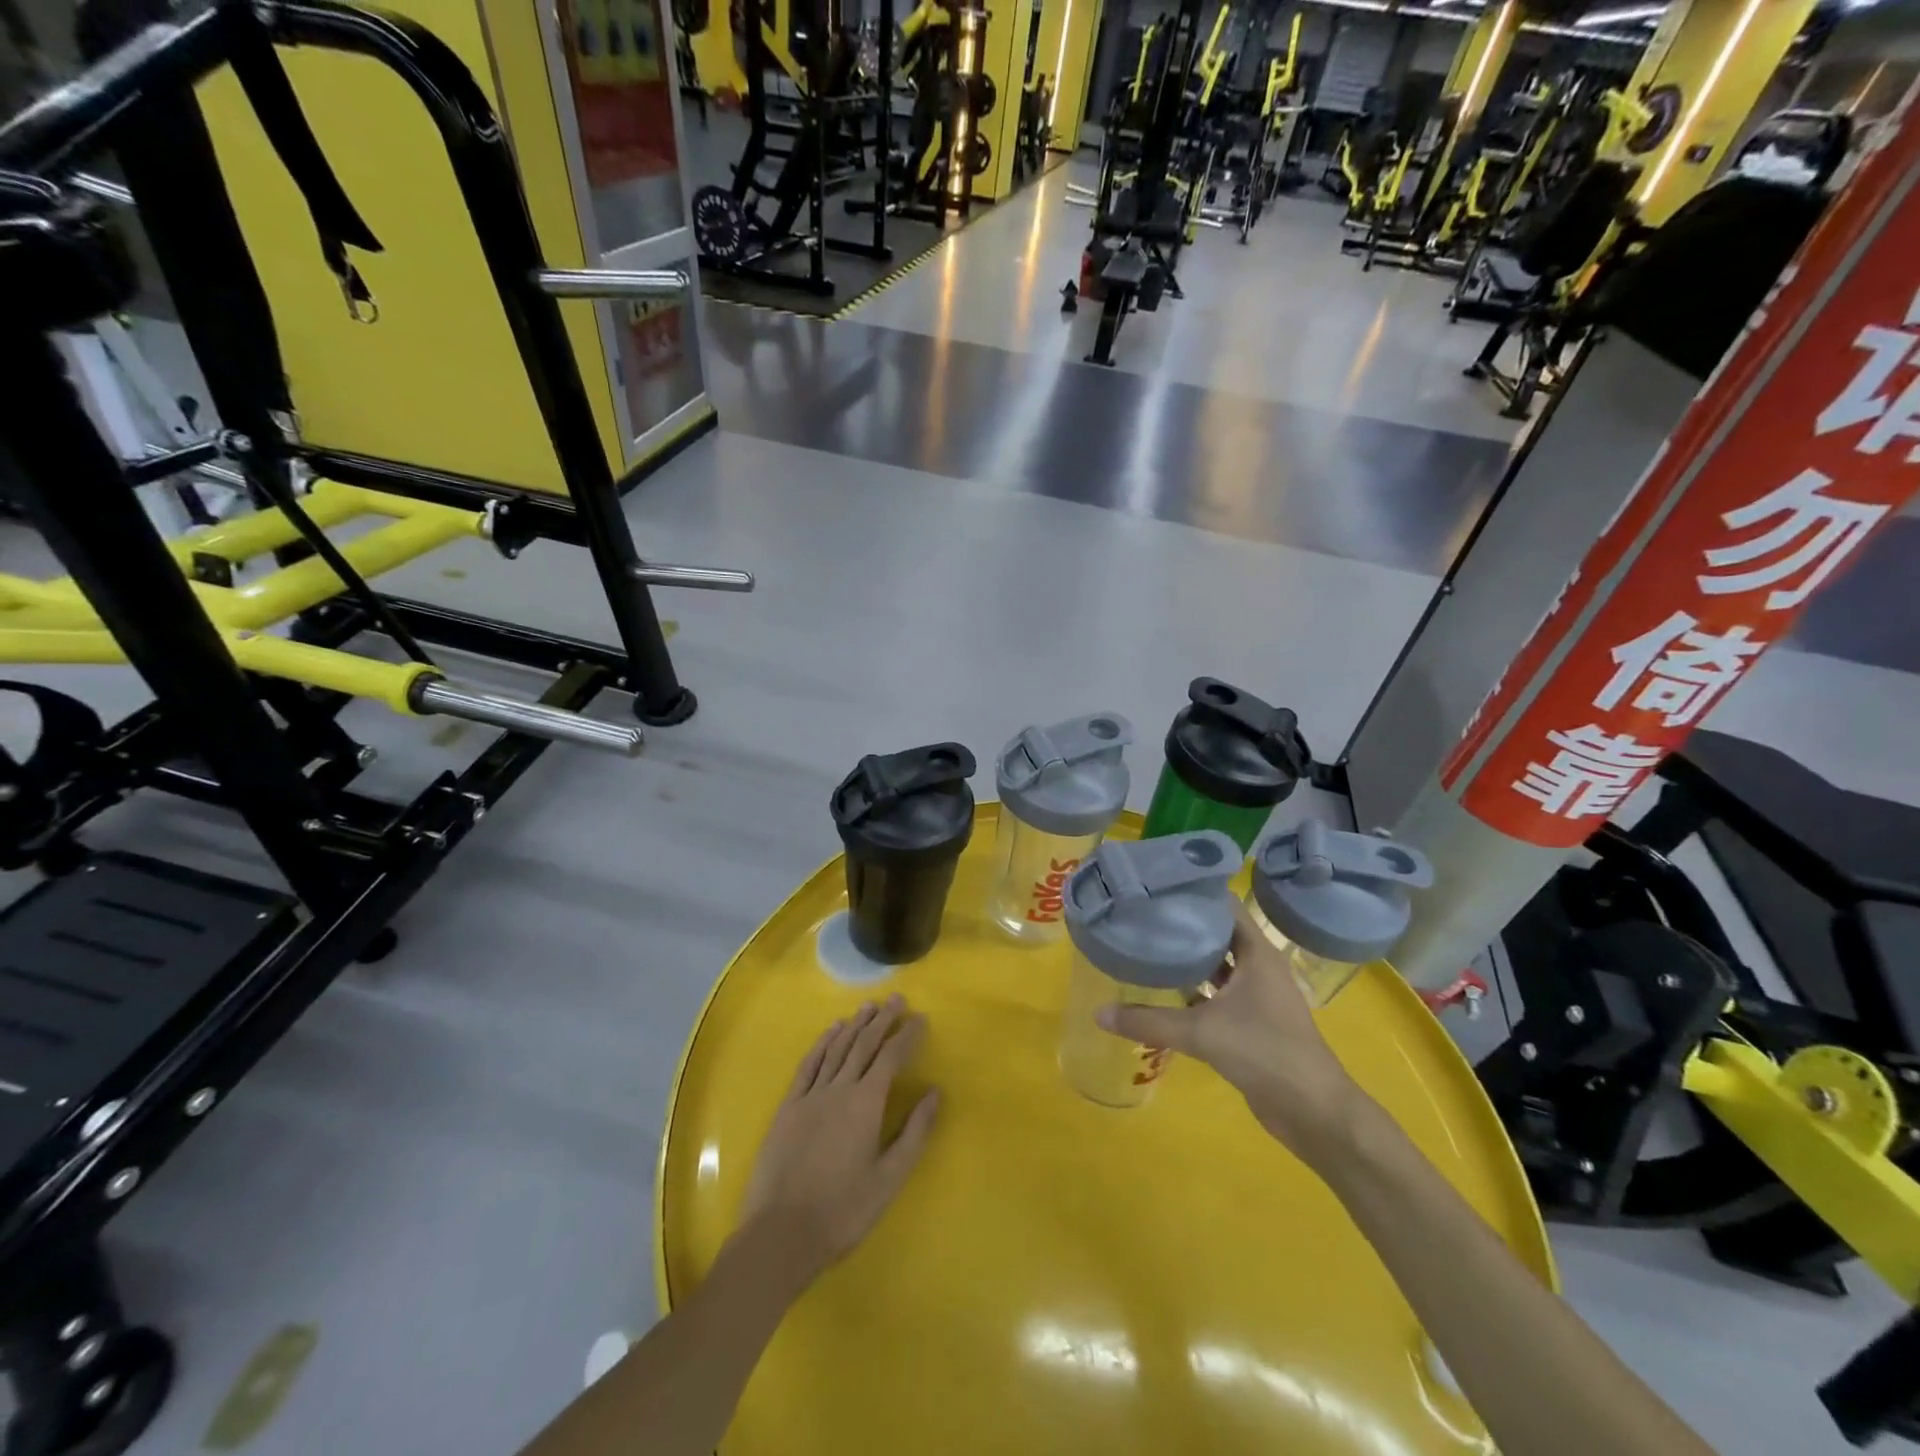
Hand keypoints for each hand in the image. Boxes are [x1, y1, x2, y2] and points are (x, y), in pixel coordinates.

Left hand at [733, 996, 939, 1289]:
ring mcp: (810, 1095)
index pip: (891, 1057)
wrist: (780, 1235)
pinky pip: (809, 1064)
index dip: (907, 1035)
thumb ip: (914, 1132)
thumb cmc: (843, 1210)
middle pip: (864, 1044)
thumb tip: (935, 1092)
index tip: (920, 1018)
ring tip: (869, 1007)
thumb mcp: (889, 1178)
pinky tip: (831, 1031)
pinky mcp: (788, 1107)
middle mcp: (839, 1088)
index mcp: (866, 1103)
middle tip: (897, 999)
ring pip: (837, 1048)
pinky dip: (822, 1043)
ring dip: (855, 1025)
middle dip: (883, 1020)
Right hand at [1097, 903, 1365, 1166]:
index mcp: (1256, 952)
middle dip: (1184, 923)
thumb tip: (1099, 1013)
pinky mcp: (1251, 1022)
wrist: (1313, 1111)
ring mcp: (1257, 995)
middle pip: (1217, 932)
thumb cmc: (1265, 1052)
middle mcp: (1258, 966)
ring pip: (1217, 965)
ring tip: (1147, 944)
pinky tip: (1163, 990)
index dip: (1194, 890)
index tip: (1157, 884)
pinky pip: (1217, 994)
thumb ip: (1149, 1021)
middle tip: (1141, 912)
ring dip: (1188, 958)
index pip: (1224, 904)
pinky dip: (1193, 990)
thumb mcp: (1202, 1033)